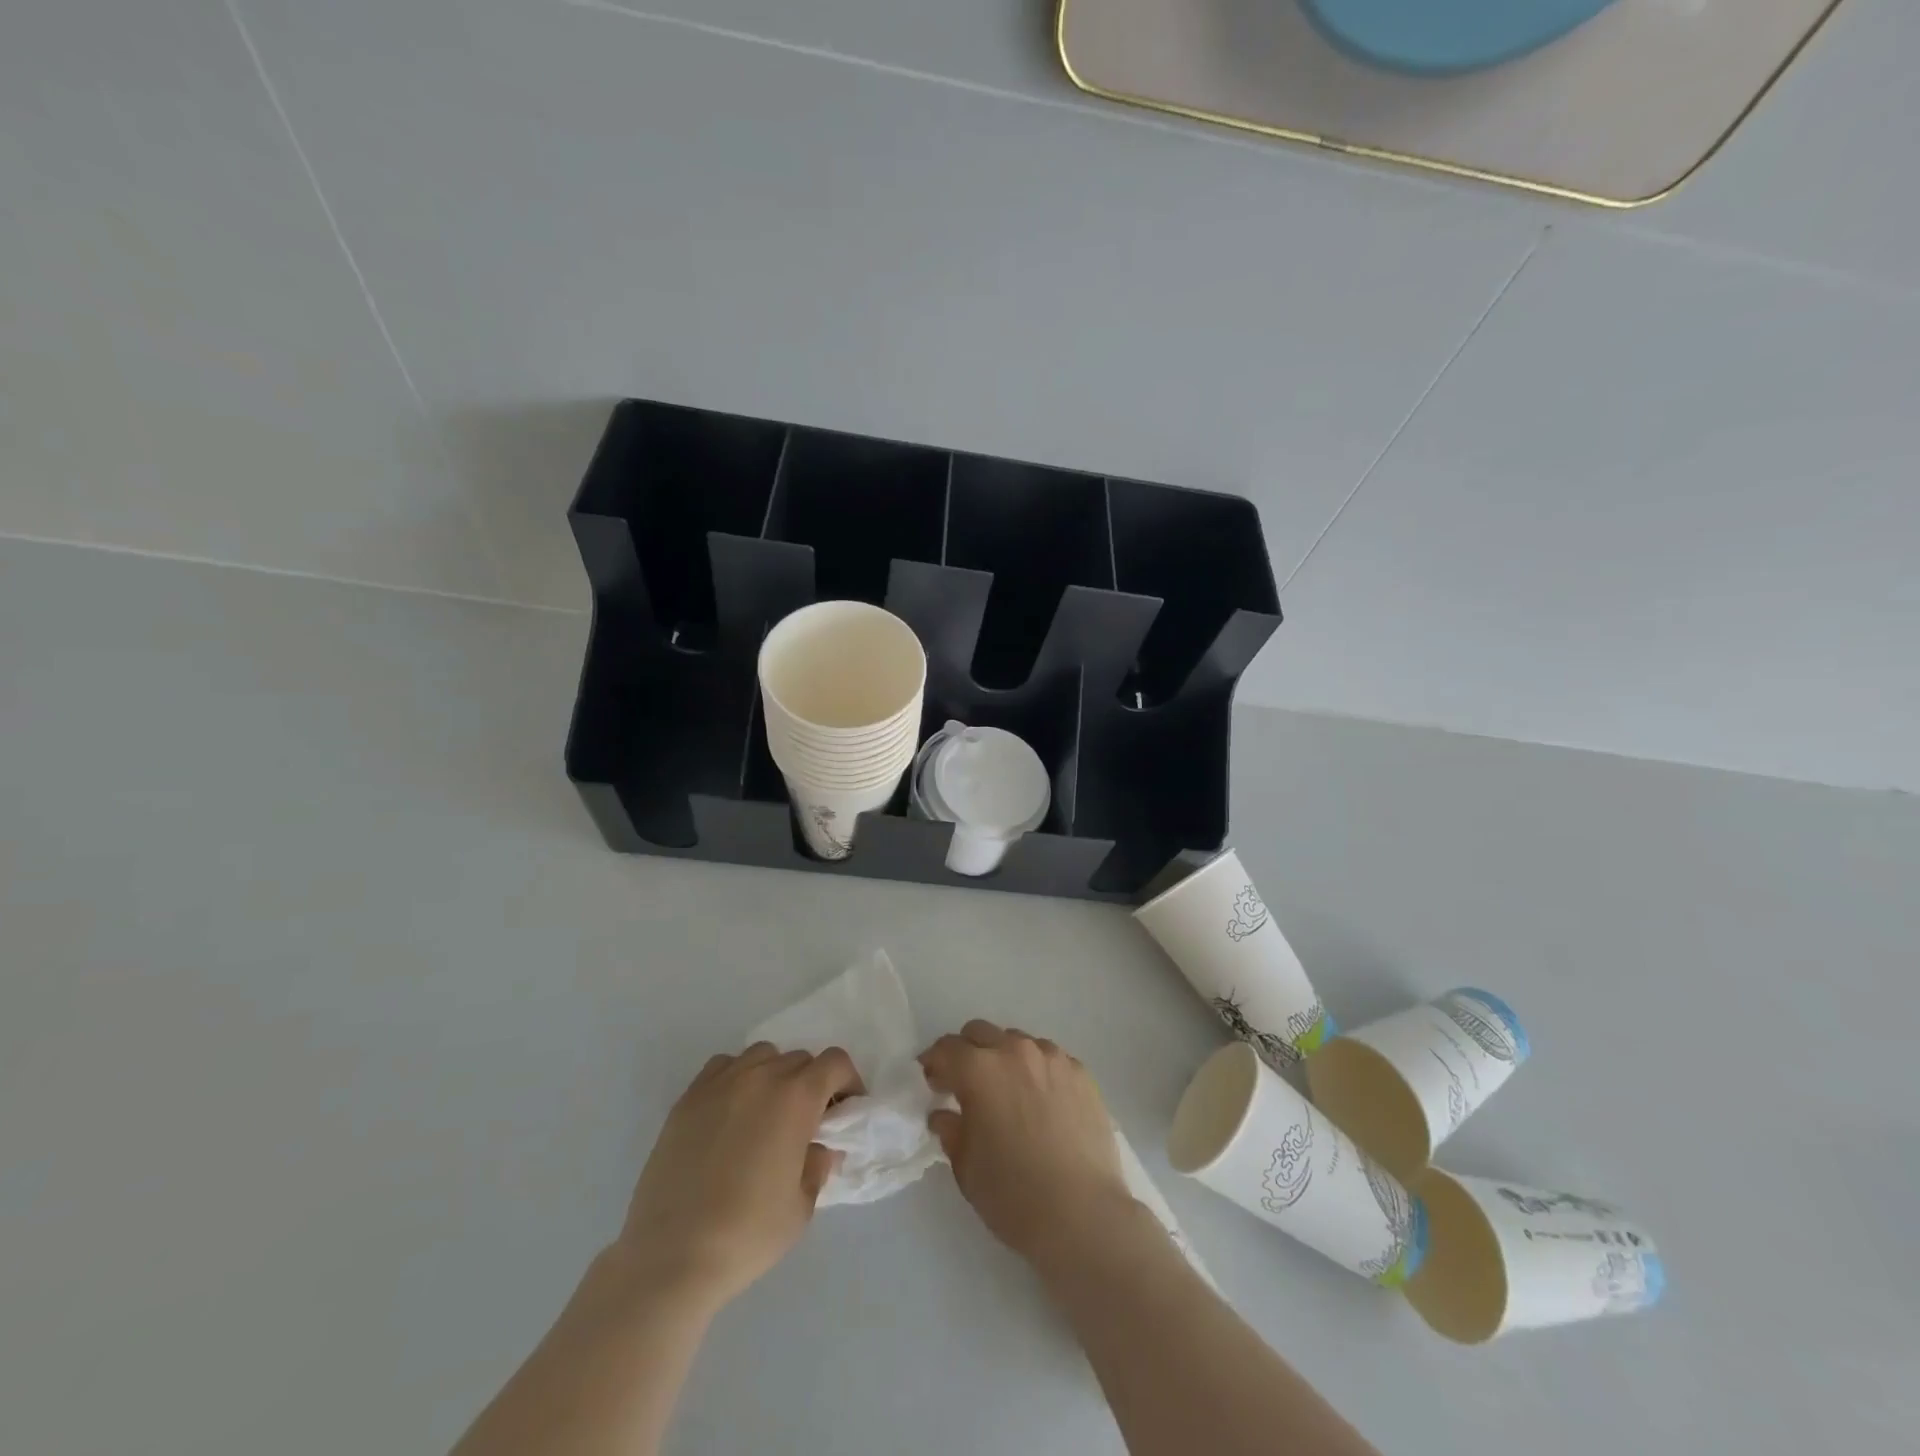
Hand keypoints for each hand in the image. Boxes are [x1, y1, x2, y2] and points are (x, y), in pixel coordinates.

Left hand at [615, 1043, 862, 1309]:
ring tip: (767, 1113)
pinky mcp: (688, 1098)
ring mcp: (720, 1083)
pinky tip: (732, 1112)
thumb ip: (818, 1165)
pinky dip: (737, 1077)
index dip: (847, 1082)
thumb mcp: (802, 1207)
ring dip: (774, 1074)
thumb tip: (819, 1147)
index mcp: (796, 1098)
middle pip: (799, 1058)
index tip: (845, 1111)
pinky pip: (723, 1067)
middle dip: (812, 1083)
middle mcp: (761, 1077)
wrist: (670, 1256)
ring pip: (762, 1055)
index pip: (835, 1062)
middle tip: (807, 1121)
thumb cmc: (747, 1234)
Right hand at [921, 1021, 1133, 1265]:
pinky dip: (1037, 1071)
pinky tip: (1042, 1103)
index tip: (933, 1084)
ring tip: (1009, 1093)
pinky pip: (1050, 1059)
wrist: (1082, 1214)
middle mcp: (1014, 1051)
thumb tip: (943, 1114)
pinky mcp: (1081, 1072)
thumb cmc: (1013, 1195)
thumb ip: (950, 1130)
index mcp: (979, 1070)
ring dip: (1004, 1058)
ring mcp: (1052, 1058)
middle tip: (966, 1086)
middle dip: (967, 1053)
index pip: (946, 1048)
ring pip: (1017, 1042)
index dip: (934, 1064)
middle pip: (980, 1033)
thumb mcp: (966, 1167)